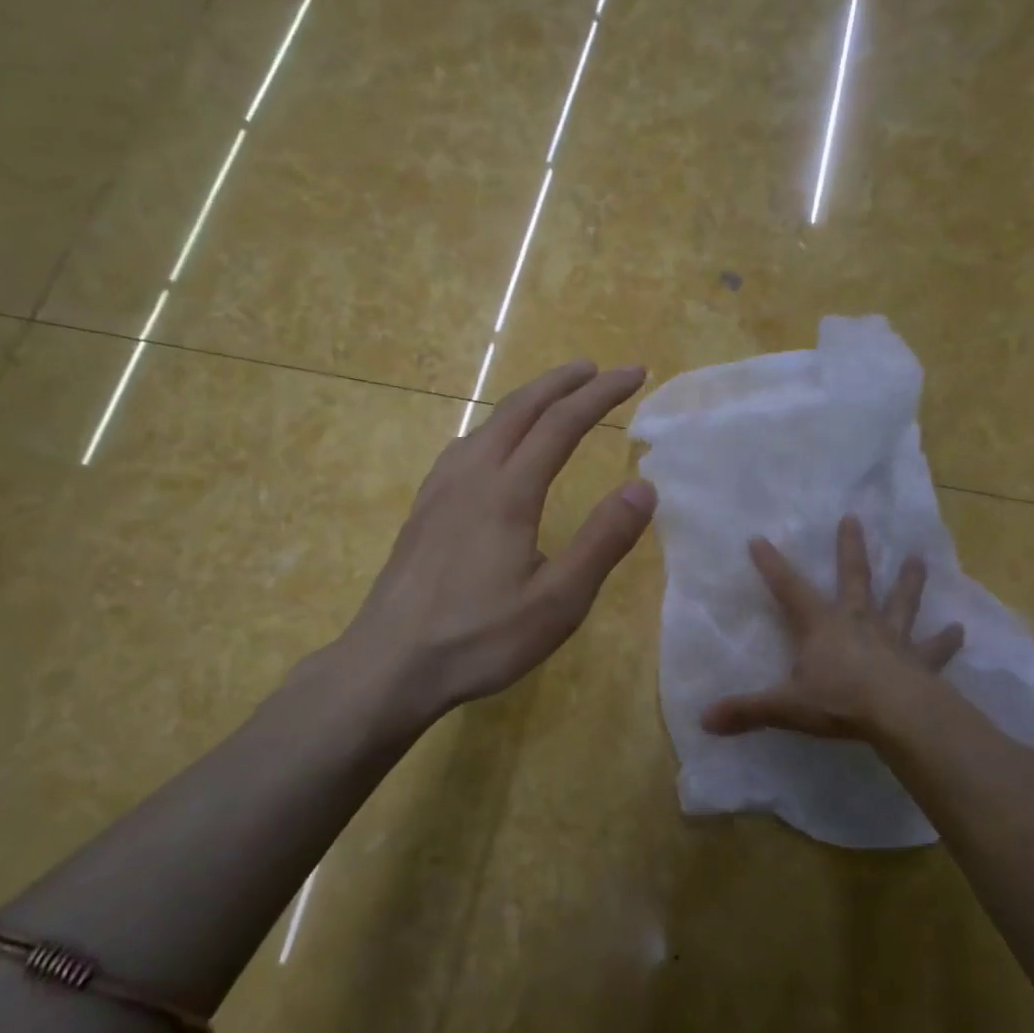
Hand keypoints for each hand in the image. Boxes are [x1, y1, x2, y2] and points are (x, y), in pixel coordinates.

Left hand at [344, 360, 655, 721]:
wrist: (389, 663)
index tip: (633, 373)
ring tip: (550, 399)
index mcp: (508, 491)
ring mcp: (439, 490)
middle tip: (595, 369)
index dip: (601, 394)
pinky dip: (493, 428)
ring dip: (525, 402)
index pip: (562, 423)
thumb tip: (644, 487)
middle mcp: (471, 475)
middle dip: (561, 383)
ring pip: (486, 424)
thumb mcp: (558, 602)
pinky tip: (490, 448)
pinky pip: (463, 447)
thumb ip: (602, 542)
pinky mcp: (422, 510)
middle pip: (520, 409)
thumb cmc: (479, 638)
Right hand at [700, 514, 963, 742]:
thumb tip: (704, 720)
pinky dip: (946, 640)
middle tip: (854, 518)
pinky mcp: (921, 662)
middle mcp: (857, 622)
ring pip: (900, 602)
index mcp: (820, 626)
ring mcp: (892, 639)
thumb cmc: (839, 702)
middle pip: (853, 578)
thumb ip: (746, 711)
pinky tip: (960, 629)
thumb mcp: (785, 707)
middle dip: (850, 549)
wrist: (900, 716)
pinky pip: (935, 649)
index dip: (772, 565)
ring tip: (918, 557)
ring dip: (909, 581)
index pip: (788, 589)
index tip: (758, 539)